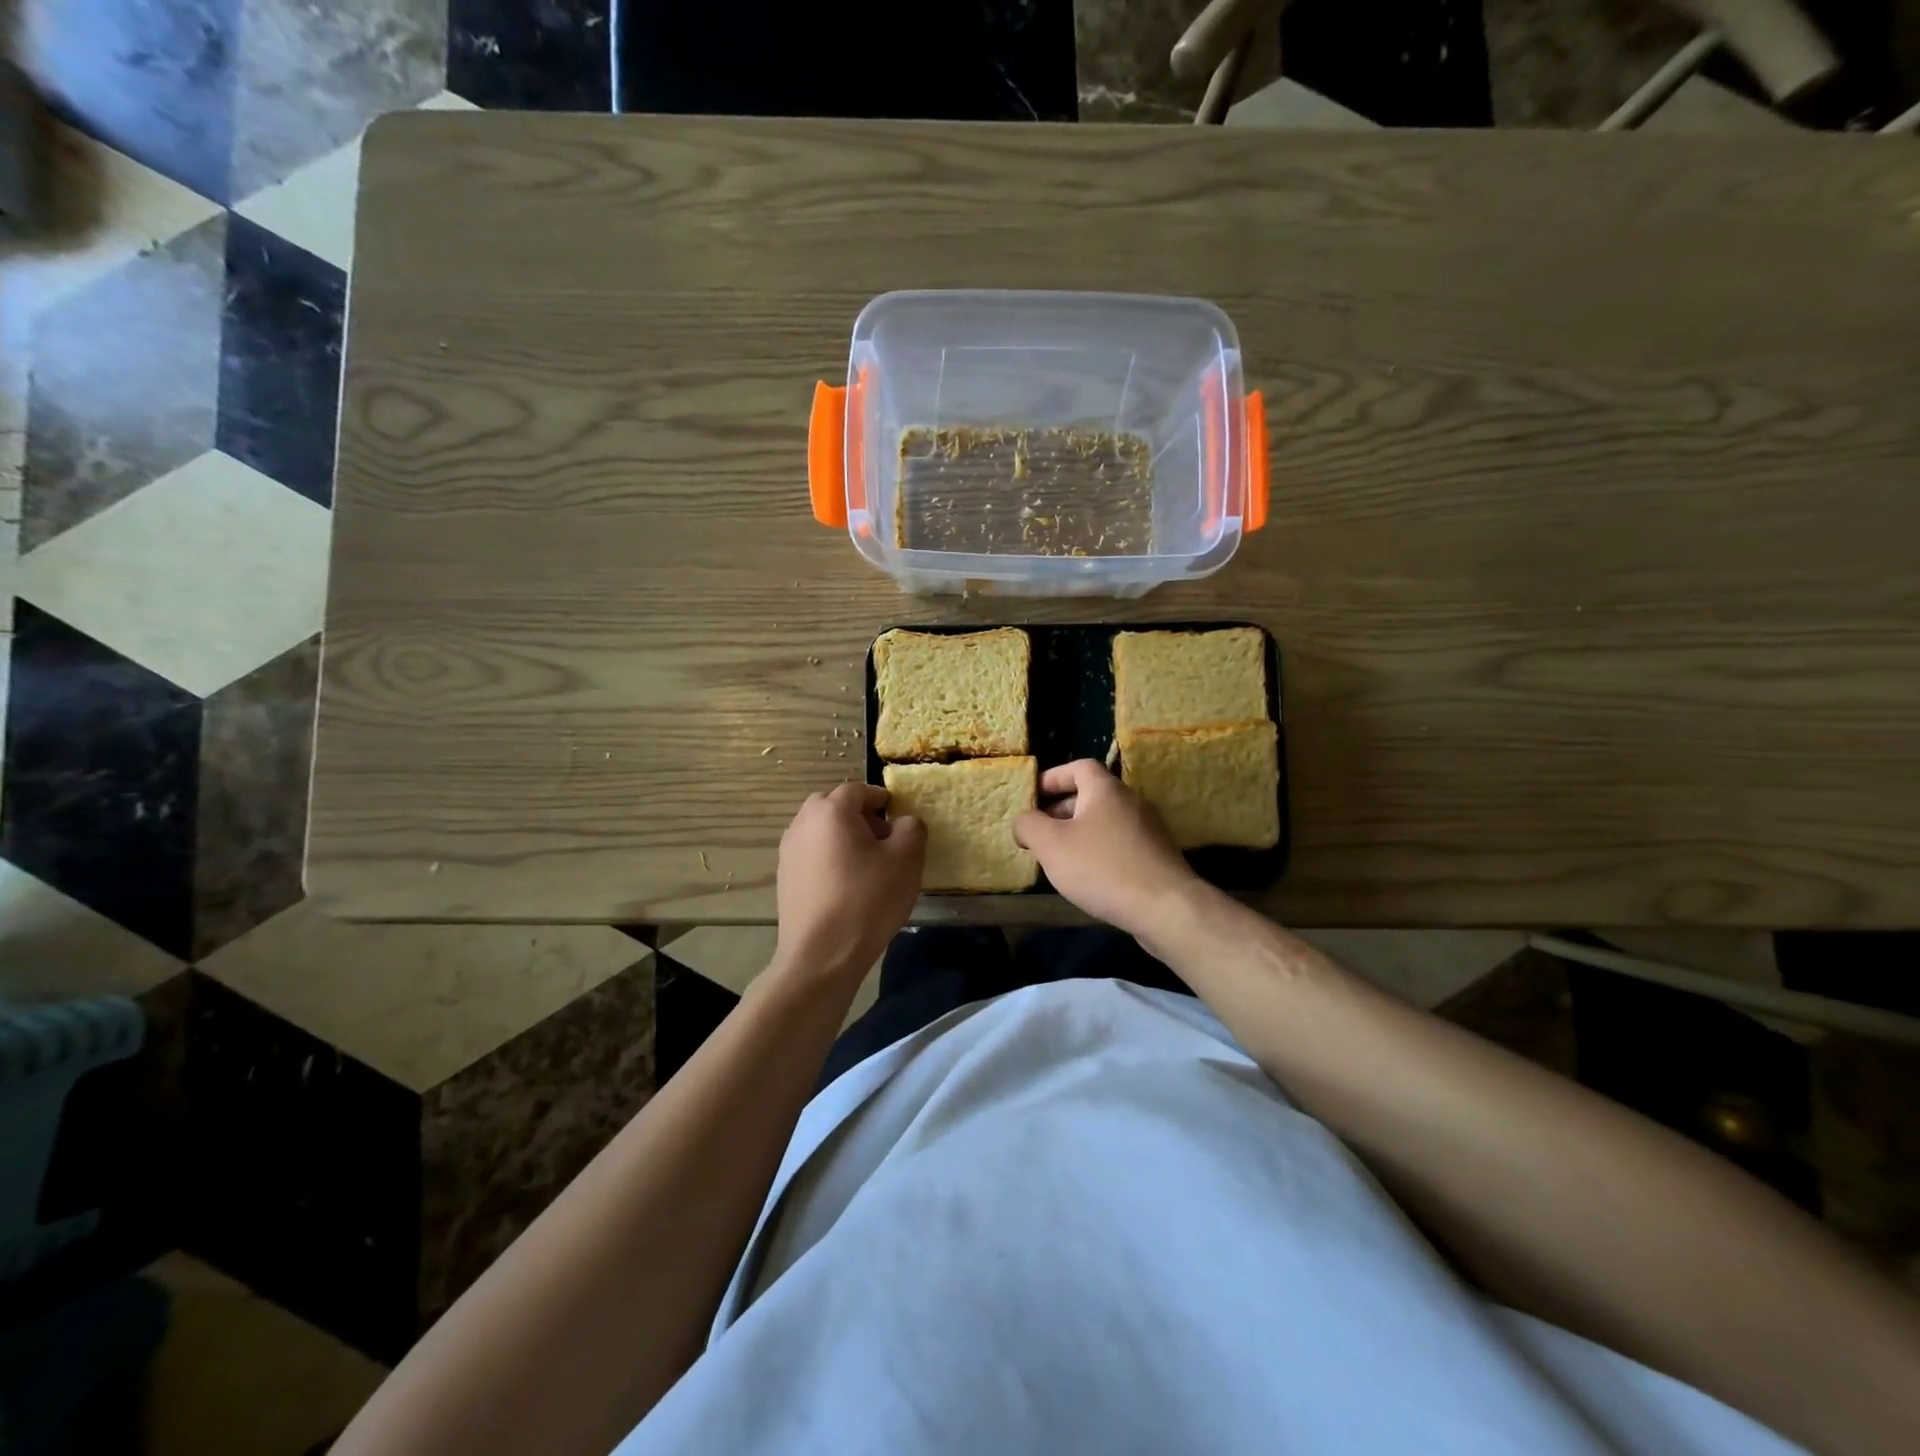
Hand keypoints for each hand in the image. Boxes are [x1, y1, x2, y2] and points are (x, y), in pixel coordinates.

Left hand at [774, 783, 925, 983]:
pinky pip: (811, 854)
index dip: (881, 799)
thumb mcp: (906, 860)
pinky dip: (828, 857)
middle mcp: (803, 823)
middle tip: (883, 838)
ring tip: (866, 864)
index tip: (898, 816)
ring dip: (842, 836)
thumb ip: (911, 829)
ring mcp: (788, 851)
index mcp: (831, 811)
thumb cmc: (867, 900)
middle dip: (859, 815)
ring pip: (820, 830)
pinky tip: (846, 885)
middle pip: (833, 806)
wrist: (821, 956)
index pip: (858, 790)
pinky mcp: (784, 878)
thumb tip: (903, 822)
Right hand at [1013, 759, 1205, 938]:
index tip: (1033, 796)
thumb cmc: (1102, 868)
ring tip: (1059, 857)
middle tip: (1040, 831)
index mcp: (1106, 789)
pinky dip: (1100, 850)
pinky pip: (1121, 842)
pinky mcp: (1158, 856)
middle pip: (1092, 794)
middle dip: (1062, 809)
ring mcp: (1149, 829)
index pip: (1078, 767)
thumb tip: (1023, 821)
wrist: (1166, 908)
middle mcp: (1131, 801)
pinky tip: (1089, 876)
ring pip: (1106, 821)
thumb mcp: (1051, 845)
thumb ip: (1029, 825)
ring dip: (1080, 832)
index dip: (1053, 778)